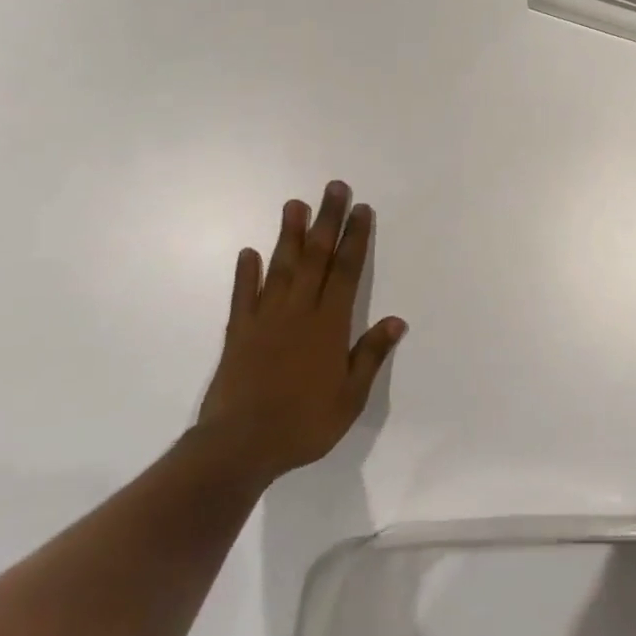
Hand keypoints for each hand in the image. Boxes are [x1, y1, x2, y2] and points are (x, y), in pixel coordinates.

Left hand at [196, 181, 407, 486]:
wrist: (238, 447)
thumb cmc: (303, 424)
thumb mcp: (350, 397)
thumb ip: (370, 355)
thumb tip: (397, 320)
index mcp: (329, 325)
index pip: (347, 271)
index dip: (356, 239)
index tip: (362, 210)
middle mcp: (299, 312)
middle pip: (316, 258)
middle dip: (327, 221)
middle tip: (334, 188)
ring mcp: (265, 319)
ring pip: (281, 268)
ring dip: (289, 235)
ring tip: (294, 204)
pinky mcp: (238, 333)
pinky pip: (243, 296)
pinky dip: (246, 273)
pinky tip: (248, 253)